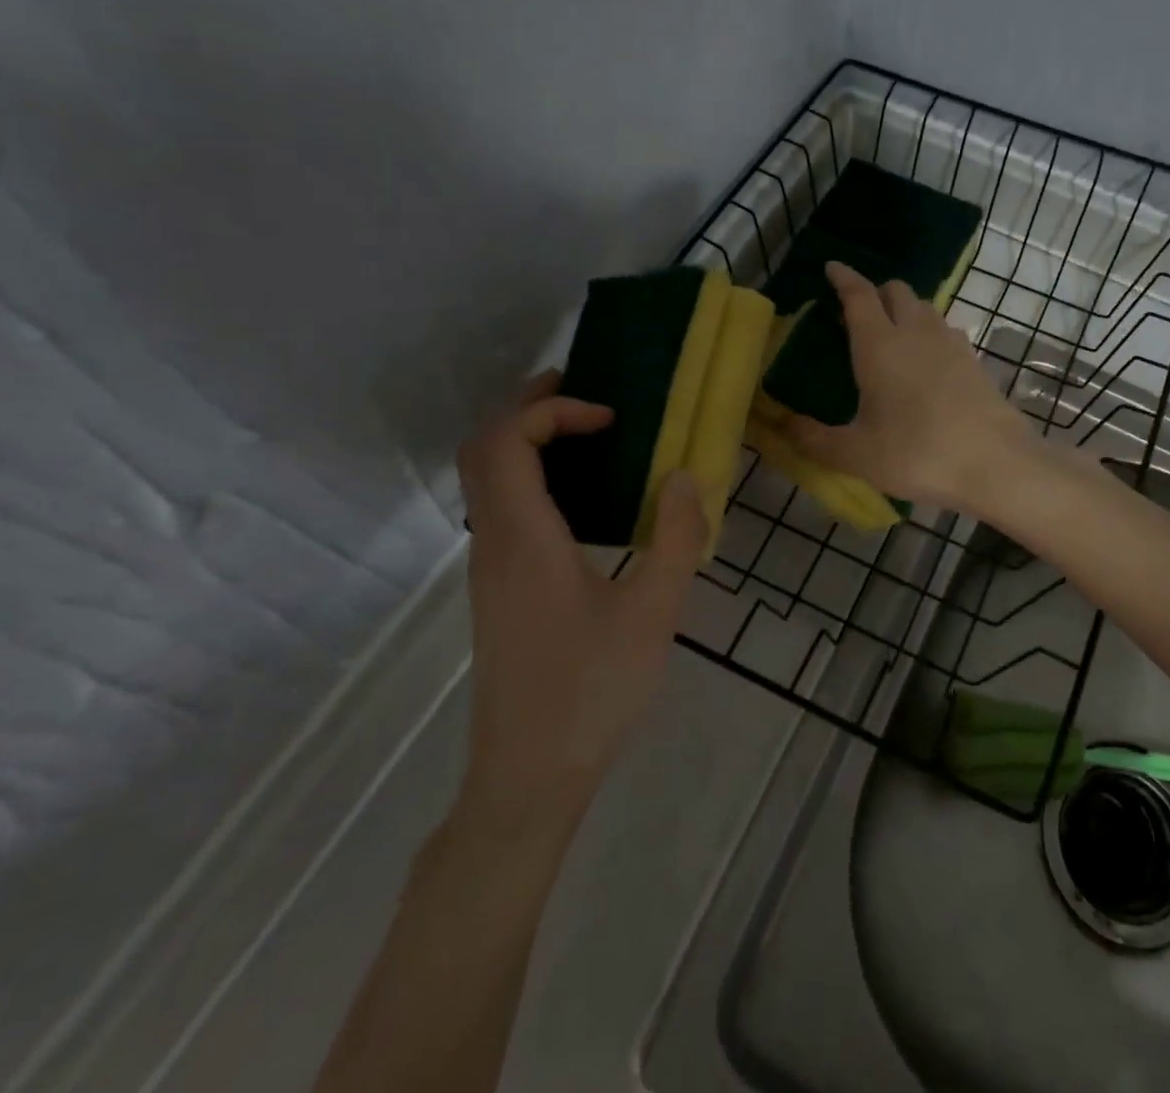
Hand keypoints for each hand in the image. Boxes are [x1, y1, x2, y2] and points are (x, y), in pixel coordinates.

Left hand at [454, 371, 707, 832]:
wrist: (529, 778)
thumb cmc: (593, 691)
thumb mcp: (654, 613)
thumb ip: (677, 538)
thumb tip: (685, 477)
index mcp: (524, 540)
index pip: (506, 442)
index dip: (552, 410)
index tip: (610, 418)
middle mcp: (493, 544)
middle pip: (484, 450)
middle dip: (529, 408)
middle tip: (585, 392)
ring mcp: (489, 569)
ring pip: (487, 480)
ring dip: (529, 441)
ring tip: (589, 434)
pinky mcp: (499, 591)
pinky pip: (503, 509)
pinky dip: (533, 477)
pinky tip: (584, 500)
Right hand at [783, 261, 1038, 513]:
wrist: (995, 465)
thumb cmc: (917, 454)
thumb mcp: (856, 454)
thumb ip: (813, 438)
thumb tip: (782, 424)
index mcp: (879, 345)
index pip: (859, 295)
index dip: (843, 278)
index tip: (832, 267)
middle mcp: (916, 333)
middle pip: (896, 291)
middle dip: (875, 292)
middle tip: (858, 314)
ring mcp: (951, 343)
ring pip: (924, 308)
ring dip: (904, 310)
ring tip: (890, 338)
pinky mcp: (974, 360)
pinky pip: (945, 330)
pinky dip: (928, 333)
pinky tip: (924, 363)